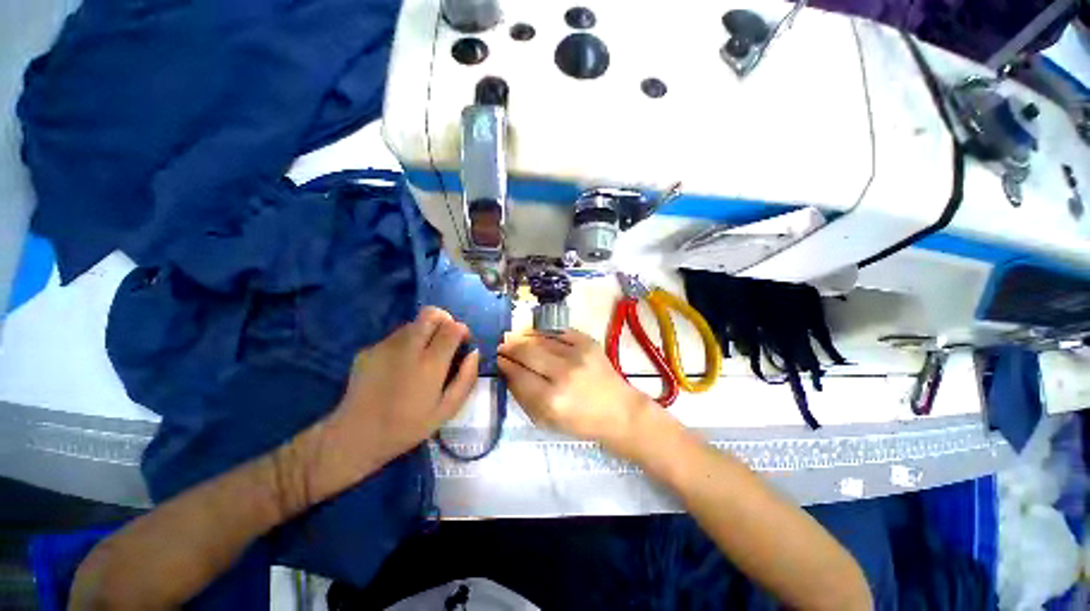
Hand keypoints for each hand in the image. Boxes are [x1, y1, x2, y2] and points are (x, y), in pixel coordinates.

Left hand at [304, 307, 478, 498]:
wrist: (356, 436)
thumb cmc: (407, 426)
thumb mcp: (447, 410)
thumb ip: (466, 378)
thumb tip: (474, 353)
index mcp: (430, 363)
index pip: (452, 328)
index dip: (462, 330)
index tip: (462, 343)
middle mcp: (407, 348)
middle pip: (431, 314)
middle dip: (444, 320)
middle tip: (445, 340)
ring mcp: (385, 346)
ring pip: (413, 323)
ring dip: (425, 332)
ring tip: (421, 357)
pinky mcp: (368, 350)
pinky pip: (395, 337)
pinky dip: (405, 343)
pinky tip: (399, 367)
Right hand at [498, 329, 652, 448]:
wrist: (619, 410)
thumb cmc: (581, 421)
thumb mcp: (547, 420)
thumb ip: (524, 396)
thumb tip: (508, 371)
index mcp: (551, 400)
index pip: (518, 375)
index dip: (504, 365)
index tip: (497, 359)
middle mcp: (563, 373)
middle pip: (527, 352)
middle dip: (510, 347)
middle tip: (502, 346)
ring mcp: (578, 354)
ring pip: (541, 339)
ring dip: (524, 338)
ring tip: (515, 338)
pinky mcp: (588, 342)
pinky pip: (558, 332)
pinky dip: (544, 333)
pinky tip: (536, 335)